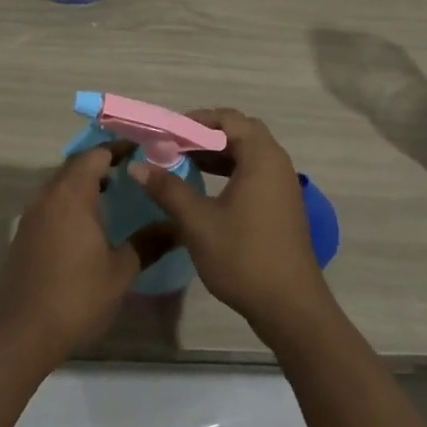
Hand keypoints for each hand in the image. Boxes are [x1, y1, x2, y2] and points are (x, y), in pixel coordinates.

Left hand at [0, 146, 139, 365]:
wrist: (22, 333)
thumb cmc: (76, 296)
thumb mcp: (121, 271)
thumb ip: (148, 243)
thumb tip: (177, 227)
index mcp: (72, 194)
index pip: (96, 154)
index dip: (120, 149)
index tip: (144, 151)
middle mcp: (49, 194)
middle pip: (77, 164)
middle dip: (104, 163)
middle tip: (134, 171)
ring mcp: (33, 213)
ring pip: (62, 183)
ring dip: (86, 181)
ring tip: (116, 193)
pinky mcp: (25, 233)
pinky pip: (52, 201)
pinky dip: (72, 200)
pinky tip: (90, 222)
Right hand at [130, 108, 334, 337]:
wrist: (290, 307)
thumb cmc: (244, 257)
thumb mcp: (198, 222)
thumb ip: (167, 189)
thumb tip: (136, 166)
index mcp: (261, 157)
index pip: (227, 119)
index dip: (195, 121)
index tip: (166, 134)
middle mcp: (276, 162)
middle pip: (239, 131)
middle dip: (205, 134)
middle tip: (174, 146)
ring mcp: (282, 184)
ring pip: (247, 152)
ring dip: (217, 153)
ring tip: (184, 163)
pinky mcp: (281, 204)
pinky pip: (253, 171)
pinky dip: (229, 170)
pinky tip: (206, 188)